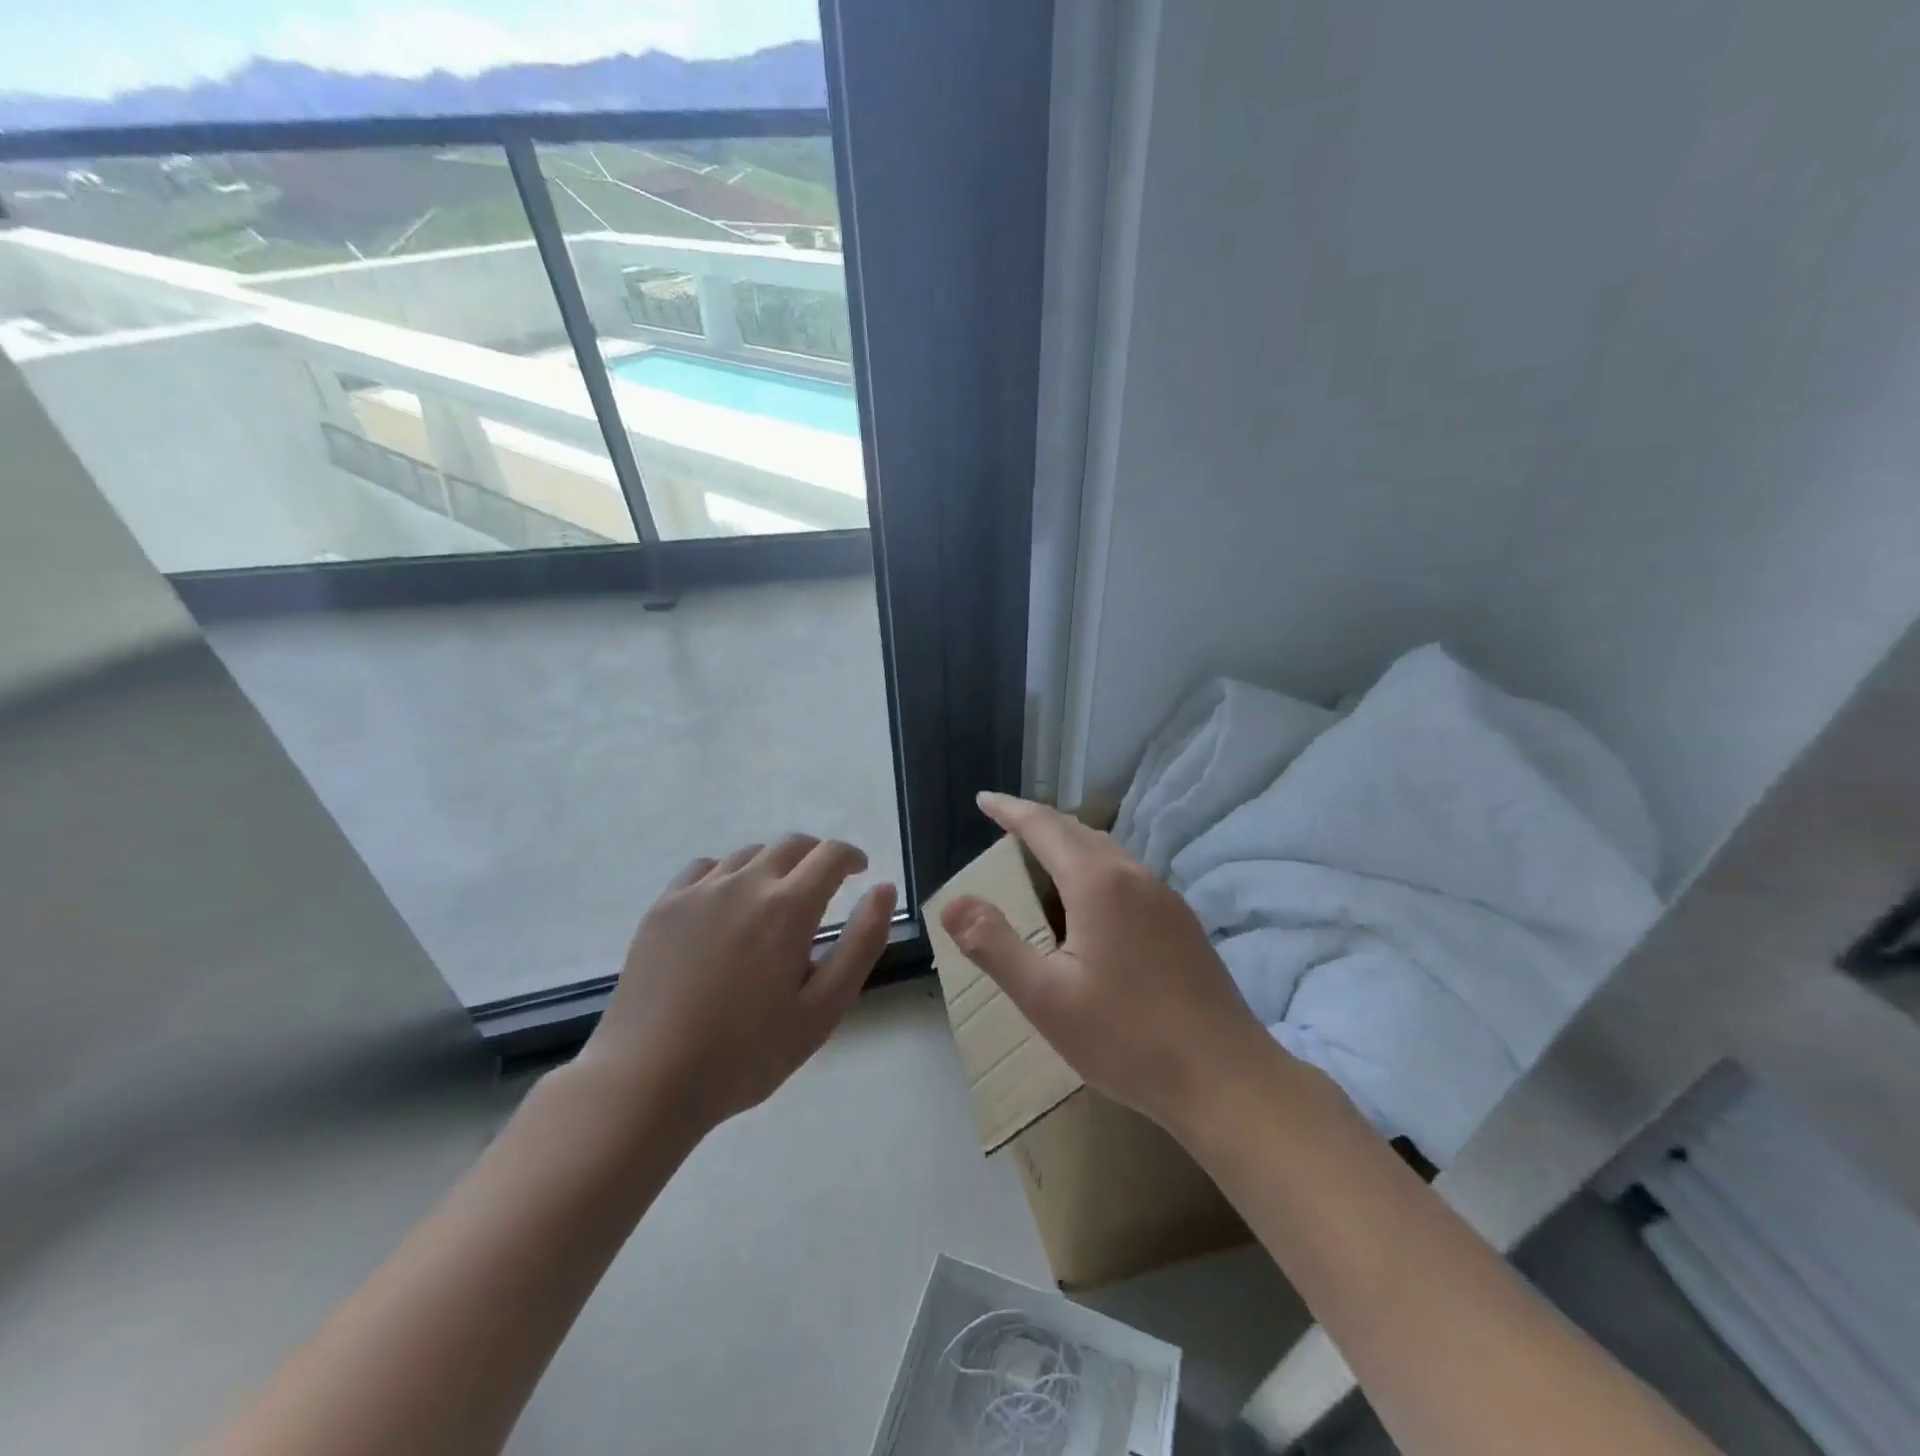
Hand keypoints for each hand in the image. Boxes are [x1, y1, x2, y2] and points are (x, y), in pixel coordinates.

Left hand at [574, 836, 896, 1135]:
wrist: (646, 1081)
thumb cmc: (746, 1054)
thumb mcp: (823, 1009)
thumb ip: (861, 943)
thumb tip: (883, 889)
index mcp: (788, 907)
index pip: (830, 855)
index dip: (852, 857)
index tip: (860, 872)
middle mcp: (744, 884)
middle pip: (790, 845)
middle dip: (816, 857)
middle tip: (824, 886)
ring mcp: (698, 892)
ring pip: (748, 855)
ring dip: (774, 867)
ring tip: (776, 902)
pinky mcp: (663, 907)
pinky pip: (705, 869)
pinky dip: (729, 875)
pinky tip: (727, 906)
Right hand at [939, 793, 1271, 1134]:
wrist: (1226, 1079)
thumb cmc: (1127, 1038)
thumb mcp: (1045, 997)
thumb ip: (993, 945)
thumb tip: (952, 902)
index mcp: (1098, 883)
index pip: (1044, 827)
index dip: (1010, 810)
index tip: (983, 799)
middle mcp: (1134, 876)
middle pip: (1078, 832)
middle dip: (1038, 822)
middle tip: (1005, 823)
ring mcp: (1165, 898)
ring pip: (1107, 852)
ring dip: (1069, 844)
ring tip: (1040, 856)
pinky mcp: (1181, 923)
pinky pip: (1127, 875)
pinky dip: (1094, 868)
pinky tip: (1089, 902)